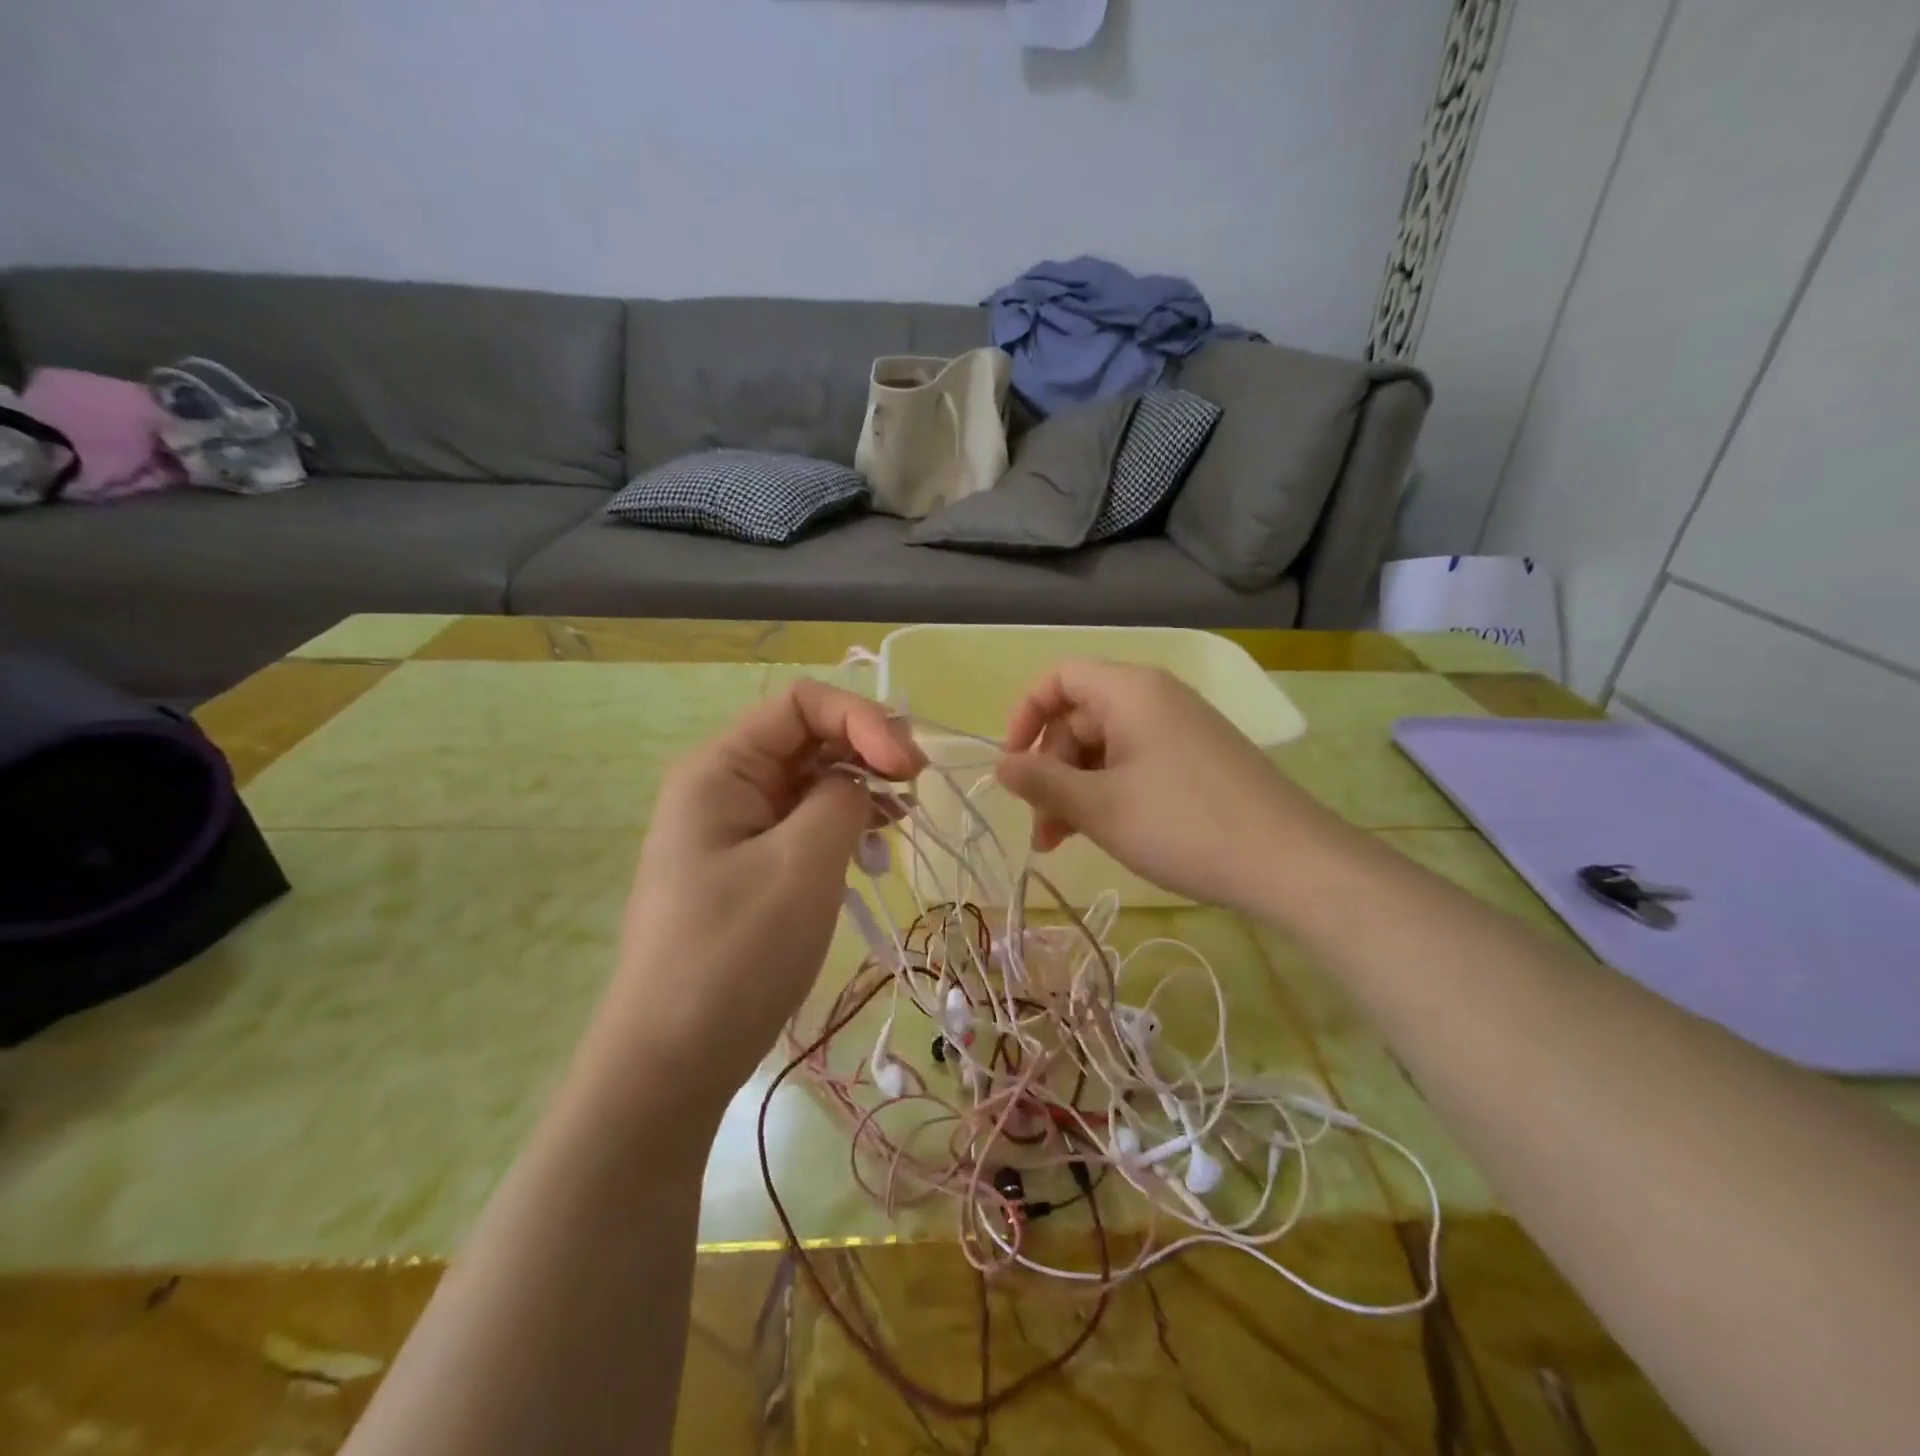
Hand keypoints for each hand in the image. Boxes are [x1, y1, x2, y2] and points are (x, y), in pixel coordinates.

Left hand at [587, 681, 923, 1117]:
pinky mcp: (750, 865)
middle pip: (807, 737)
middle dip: (867, 750)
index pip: (802, 704)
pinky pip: (804, 823)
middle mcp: (725, 785)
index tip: (909, 768)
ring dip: (861, 788)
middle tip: (916, 787)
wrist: (671, 1061)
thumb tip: (859, 782)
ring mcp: (736, 827)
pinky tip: (877, 845)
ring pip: (811, 781)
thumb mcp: (802, 865)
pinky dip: (845, 824)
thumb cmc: (734, 954)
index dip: (863, 720)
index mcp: (721, 768)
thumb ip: (842, 800)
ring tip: (903, 819)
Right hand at [994, 659, 1323, 912]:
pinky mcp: (1198, 757)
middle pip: (1080, 716)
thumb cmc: (1183, 825)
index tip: (1012, 765)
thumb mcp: (1100, 806)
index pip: (1059, 678)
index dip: (1025, 715)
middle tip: (1042, 828)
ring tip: (1062, 842)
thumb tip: (999, 765)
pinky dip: (1109, 790)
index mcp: (1129, 690)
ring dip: (1076, 788)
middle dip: (1051, 768)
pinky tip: (1103, 831)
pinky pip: (1136, 761)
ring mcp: (1180, 727)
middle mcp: (1155, 697)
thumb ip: (1041, 782)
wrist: (1290, 862)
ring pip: (1106, 745)